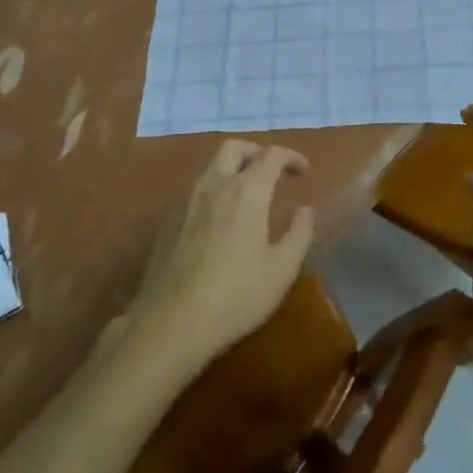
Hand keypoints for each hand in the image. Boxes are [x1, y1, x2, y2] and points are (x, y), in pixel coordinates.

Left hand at [126, 140, 315, 370]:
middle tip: (271, 170)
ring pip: (210, 167)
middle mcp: (214, 185)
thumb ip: (299, 233)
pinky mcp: (166, 222)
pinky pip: (193, 191)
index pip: (271, 155)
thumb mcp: (281, 270)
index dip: (290, 157)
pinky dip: (212, 191)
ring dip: (231, 169)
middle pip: (234, 148)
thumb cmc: (235, 296)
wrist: (170, 324)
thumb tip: (306, 209)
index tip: (303, 171)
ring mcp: (185, 201)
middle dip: (256, 151)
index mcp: (247, 191)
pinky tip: (217, 219)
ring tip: (245, 193)